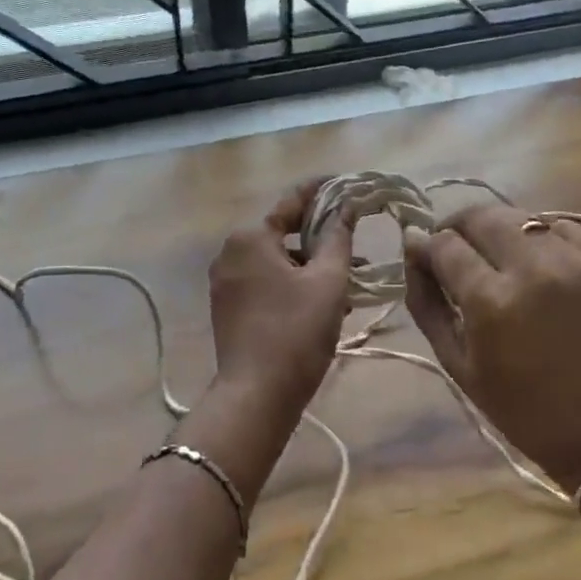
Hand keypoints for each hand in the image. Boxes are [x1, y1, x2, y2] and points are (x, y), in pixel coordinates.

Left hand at [207, 179, 354, 407]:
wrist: (257, 396)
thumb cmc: (296, 331)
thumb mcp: (328, 281)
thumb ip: (337, 238)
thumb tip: (345, 208)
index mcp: (250, 237)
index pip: (292, 201)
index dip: (321, 191)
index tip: (346, 184)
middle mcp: (230, 251)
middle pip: (283, 233)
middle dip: (320, 238)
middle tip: (355, 243)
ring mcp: (225, 281)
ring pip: (277, 261)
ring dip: (310, 266)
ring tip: (348, 280)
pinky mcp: (227, 306)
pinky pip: (266, 282)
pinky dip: (293, 284)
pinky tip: (322, 301)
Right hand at [404, 203, 580, 491]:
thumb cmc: (517, 406)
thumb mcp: (455, 361)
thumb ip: (425, 298)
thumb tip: (412, 243)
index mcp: (492, 301)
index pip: (446, 243)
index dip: (428, 245)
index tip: (426, 255)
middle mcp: (536, 270)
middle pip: (483, 215)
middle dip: (460, 226)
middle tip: (457, 248)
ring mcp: (580, 264)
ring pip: (523, 218)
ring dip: (500, 231)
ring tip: (498, 258)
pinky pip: (563, 232)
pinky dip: (542, 241)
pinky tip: (540, 268)